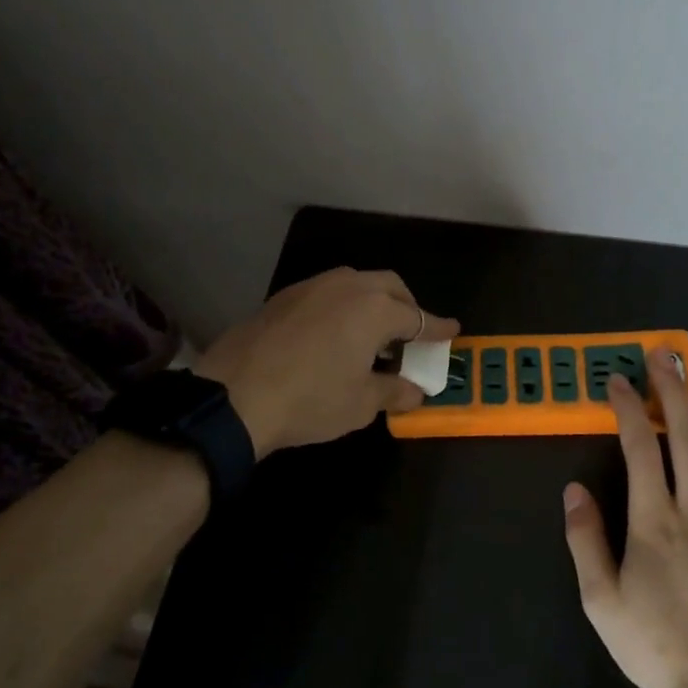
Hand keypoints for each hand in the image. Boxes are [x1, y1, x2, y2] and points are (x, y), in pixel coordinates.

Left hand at [198, 267, 458, 457]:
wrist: (234, 396)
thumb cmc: (310, 400)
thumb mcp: (360, 404)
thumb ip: (393, 392)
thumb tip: (415, 391)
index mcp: (375, 310)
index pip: (418, 318)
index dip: (437, 328)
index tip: (453, 330)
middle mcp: (348, 287)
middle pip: (390, 287)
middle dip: (407, 306)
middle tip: (413, 333)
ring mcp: (313, 286)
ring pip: (357, 283)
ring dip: (374, 302)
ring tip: (372, 334)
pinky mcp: (285, 296)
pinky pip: (328, 292)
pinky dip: (344, 306)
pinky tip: (334, 333)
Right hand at [562, 351, 687, 687]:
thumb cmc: (661, 646)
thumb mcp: (603, 602)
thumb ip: (586, 541)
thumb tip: (573, 489)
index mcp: (655, 520)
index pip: (640, 448)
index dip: (629, 408)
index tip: (619, 380)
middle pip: (686, 436)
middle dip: (674, 390)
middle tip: (666, 354)